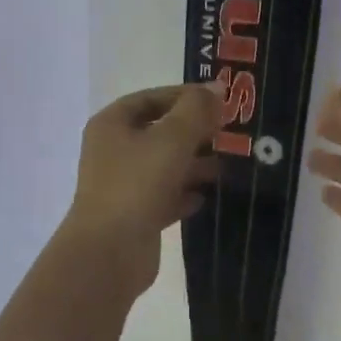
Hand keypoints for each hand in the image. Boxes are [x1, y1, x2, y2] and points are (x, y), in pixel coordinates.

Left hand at [60, 84, 221, 297]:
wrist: (109, 252)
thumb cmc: (137, 184)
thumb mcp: (172, 138)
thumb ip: (196, 111)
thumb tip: (217, 88)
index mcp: (112, 124)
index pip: (152, 98)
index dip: (186, 96)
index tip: (221, 102)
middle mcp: (113, 151)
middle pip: (159, 132)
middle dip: (194, 133)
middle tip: (230, 135)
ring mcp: (123, 185)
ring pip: (164, 166)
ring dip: (194, 164)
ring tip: (227, 166)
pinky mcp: (134, 216)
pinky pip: (164, 197)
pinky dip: (184, 194)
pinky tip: (207, 197)